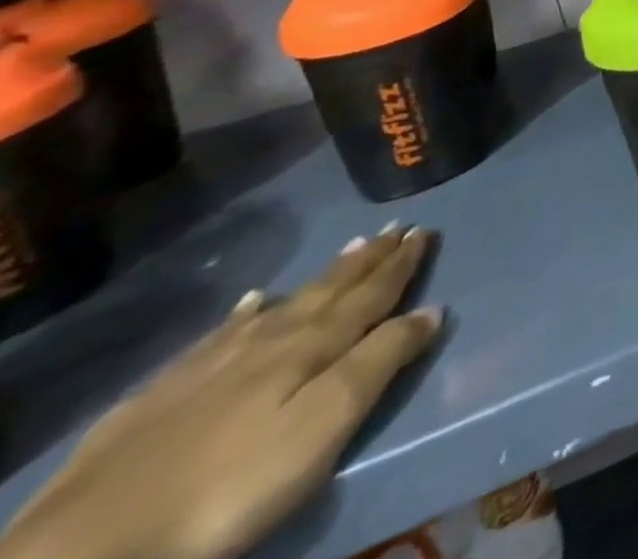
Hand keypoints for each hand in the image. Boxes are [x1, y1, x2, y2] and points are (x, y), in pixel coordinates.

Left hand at [2, 226, 441, 558]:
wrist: (88, 545)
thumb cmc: (233, 483)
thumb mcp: (325, 424)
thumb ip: (381, 362)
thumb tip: (432, 309)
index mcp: (316, 344)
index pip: (373, 293)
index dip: (402, 263)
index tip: (425, 230)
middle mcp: (273, 338)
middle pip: (332, 290)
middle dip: (370, 258)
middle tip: (396, 226)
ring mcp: (213, 362)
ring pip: (284, 304)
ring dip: (323, 277)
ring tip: (348, 249)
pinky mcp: (163, 393)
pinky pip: (221, 335)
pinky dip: (247, 313)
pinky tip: (251, 303)